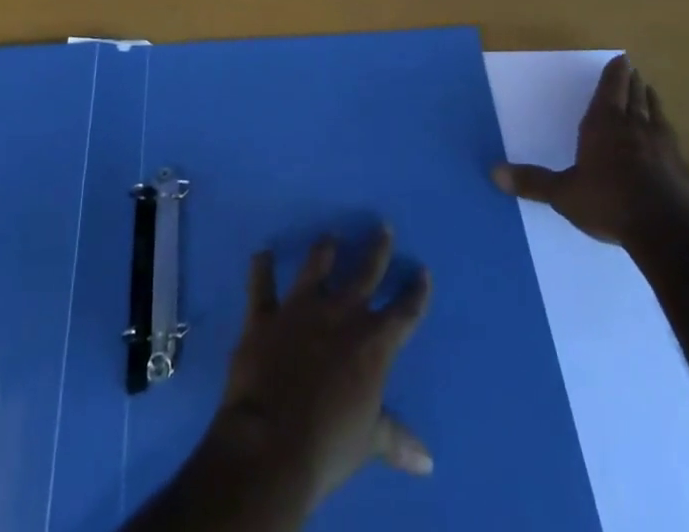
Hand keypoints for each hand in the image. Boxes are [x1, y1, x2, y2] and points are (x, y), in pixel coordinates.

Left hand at [204, 227, 432, 517]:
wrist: (271, 445)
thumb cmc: (328, 446)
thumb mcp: (368, 443)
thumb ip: (395, 439)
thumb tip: (427, 461)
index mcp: (373, 343)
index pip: (404, 312)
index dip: (416, 293)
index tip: (423, 272)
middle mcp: (341, 313)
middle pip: (366, 272)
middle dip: (378, 249)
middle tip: (383, 228)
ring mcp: (301, 308)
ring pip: (316, 265)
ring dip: (324, 249)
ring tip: (330, 237)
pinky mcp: (266, 314)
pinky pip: (262, 284)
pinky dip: (261, 267)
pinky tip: (262, 254)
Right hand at [492, 55, 688, 256]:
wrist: (667, 231)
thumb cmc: (609, 203)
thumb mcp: (564, 194)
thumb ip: (533, 182)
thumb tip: (494, 173)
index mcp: (603, 124)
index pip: (610, 90)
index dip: (615, 74)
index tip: (621, 59)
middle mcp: (633, 126)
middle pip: (634, 95)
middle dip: (632, 81)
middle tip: (632, 69)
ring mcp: (660, 144)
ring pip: (654, 110)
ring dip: (650, 98)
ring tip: (649, 90)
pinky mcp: (678, 165)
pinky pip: (669, 134)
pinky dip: (664, 124)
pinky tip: (666, 130)